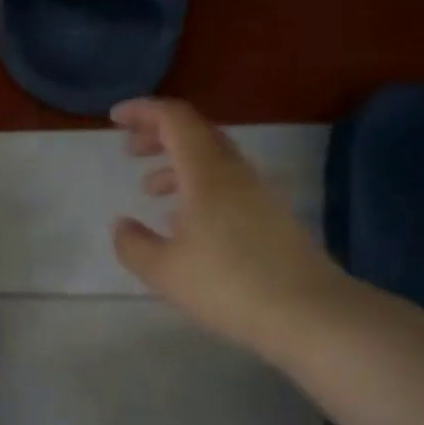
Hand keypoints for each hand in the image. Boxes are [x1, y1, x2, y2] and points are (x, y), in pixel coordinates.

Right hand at [111, 98, 356, 360]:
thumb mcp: (163, 270)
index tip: (115, 119)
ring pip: (213, 161)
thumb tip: (122, 224)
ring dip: (178, 165)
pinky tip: (186, 223)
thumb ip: (133, 244)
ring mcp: (258, 194)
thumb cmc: (226, 285)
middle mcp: (235, 173)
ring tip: (150, 190)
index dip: (143, 111)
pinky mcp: (272, 217)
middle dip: (159, 134)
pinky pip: (228, 186)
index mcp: (206, 173)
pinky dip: (198, 188)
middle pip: (196, 133)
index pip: (175, 119)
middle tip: (130, 149)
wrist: (308, 313)